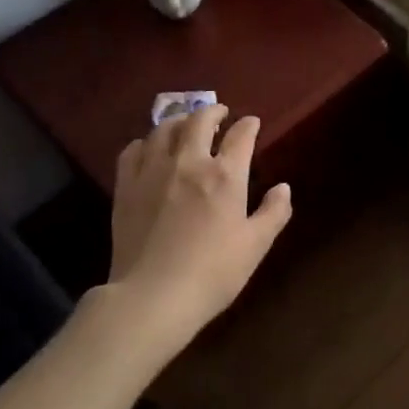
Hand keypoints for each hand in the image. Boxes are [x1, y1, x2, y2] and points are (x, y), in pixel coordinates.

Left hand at [103, 104, 292, 357]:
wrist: (154, 296)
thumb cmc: (213, 272)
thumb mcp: (256, 245)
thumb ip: (274, 213)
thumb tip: (283, 188)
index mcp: (225, 175)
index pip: (240, 136)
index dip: (249, 125)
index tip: (252, 123)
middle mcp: (188, 162)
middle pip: (199, 120)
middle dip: (213, 112)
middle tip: (220, 114)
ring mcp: (152, 171)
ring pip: (164, 129)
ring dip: (179, 121)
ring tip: (186, 125)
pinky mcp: (126, 187)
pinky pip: (132, 150)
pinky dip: (145, 142)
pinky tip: (150, 148)